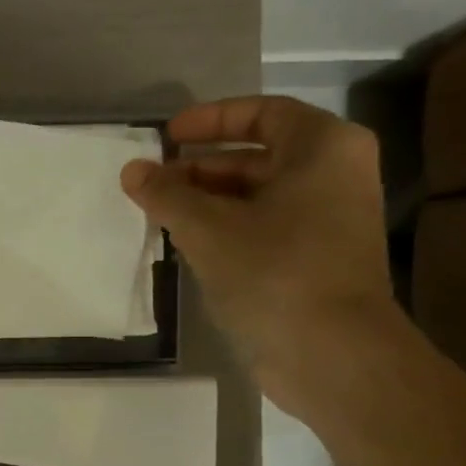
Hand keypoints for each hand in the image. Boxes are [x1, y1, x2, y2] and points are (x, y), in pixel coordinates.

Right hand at [120, 96, 394, 412]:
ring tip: (159, 214)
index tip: (166, 136)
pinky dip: (226, 228)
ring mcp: (328, 220)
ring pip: (257, 196)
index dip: (210, 119)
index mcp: (323, 148)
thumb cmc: (275, 272)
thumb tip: (132, 169)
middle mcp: (334, 175)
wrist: (332, 353)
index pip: (262, 112)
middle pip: (258, 156)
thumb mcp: (208, 229)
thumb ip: (166, 195)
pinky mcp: (315, 259)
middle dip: (200, 167)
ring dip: (207, 201)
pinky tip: (187, 244)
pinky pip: (264, 227)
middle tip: (153, 182)